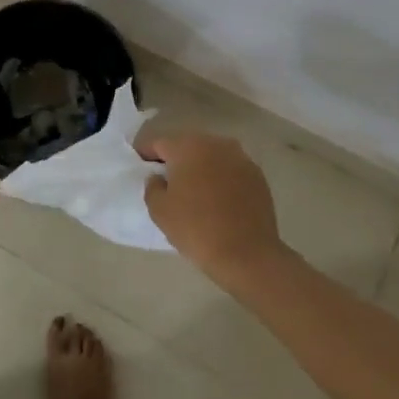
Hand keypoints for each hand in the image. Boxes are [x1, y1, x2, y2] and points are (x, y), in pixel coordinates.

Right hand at [140, 132, 287, 288]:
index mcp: (187, 147)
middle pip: (187, 145)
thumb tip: (159, 177)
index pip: (158, 143)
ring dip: (200, 168)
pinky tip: (217, 200)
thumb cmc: (196, 229)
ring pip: (211, 156)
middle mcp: (215, 143)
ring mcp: (240, 158)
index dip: (146, 154)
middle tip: (166, 181)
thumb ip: (152, 186)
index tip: (140, 167)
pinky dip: (221, 179)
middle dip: (175, 159)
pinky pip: (230, 170)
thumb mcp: (159, 210)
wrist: (248, 255)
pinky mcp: (258, 176)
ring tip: (194, 191)